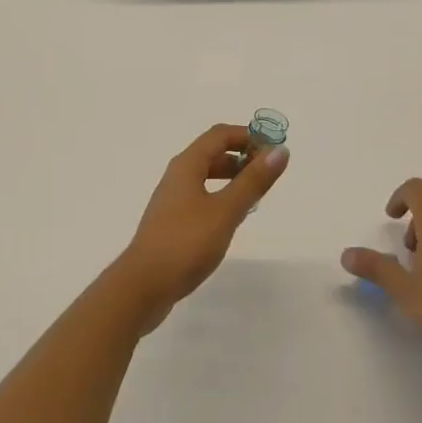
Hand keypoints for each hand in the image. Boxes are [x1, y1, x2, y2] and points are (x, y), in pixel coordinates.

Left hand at [114, 124, 288, 331]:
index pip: (220, 135)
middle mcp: (177, 176)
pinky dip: (219, 197)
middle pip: (212, 153)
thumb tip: (280, 150)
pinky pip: (200, 197)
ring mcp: (171, 200)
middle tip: (267, 173)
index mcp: (187, 164)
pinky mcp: (170, 223)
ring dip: (231, 177)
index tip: (273, 151)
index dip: (248, 136)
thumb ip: (253, 181)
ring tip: (254, 195)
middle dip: (241, 156)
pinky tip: (230, 219)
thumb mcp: (226, 211)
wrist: (141, 287)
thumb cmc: (185, 243)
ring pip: (205, 176)